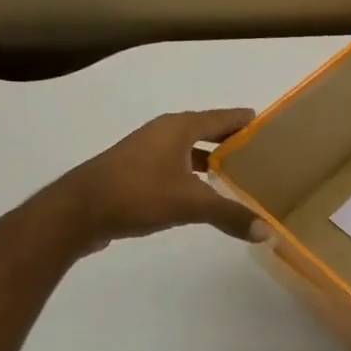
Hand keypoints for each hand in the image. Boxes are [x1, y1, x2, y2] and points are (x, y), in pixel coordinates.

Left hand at [56, 108, 265, 248]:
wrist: (75, 213)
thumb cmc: (136, 194)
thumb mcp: (189, 204)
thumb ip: (230, 215)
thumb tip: (267, 232)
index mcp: (179, 127)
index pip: (225, 117)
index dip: (249, 122)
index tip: (276, 130)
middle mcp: (164, 133)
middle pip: (209, 131)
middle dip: (235, 142)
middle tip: (265, 155)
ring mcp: (147, 152)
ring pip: (191, 150)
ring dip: (214, 160)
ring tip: (242, 175)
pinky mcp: (136, 172)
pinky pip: (177, 166)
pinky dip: (195, 174)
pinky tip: (206, 193)